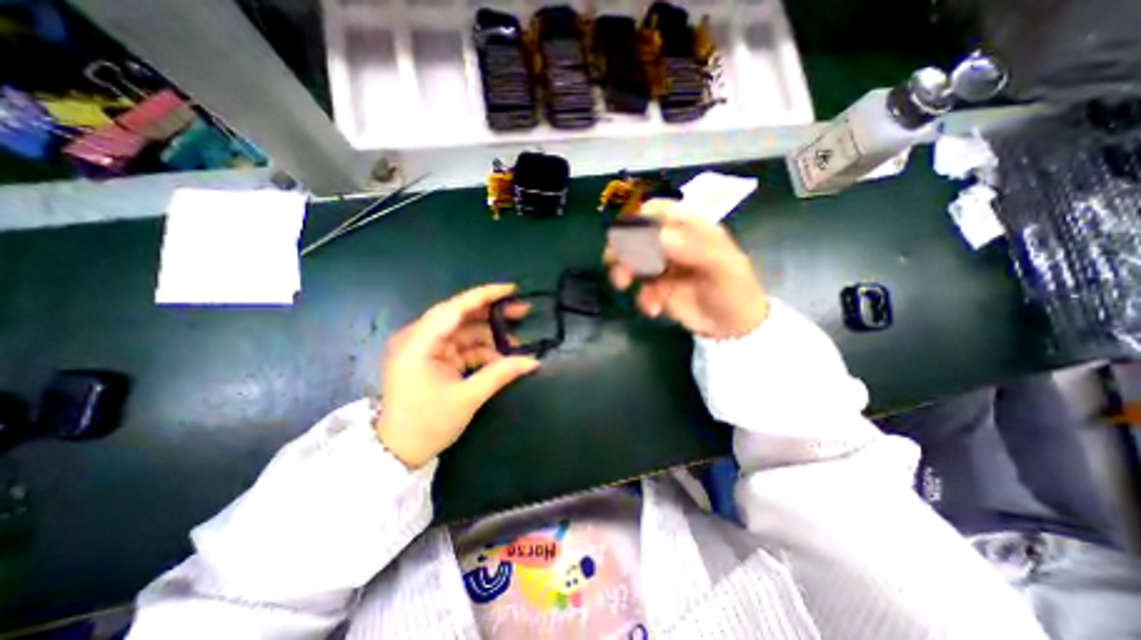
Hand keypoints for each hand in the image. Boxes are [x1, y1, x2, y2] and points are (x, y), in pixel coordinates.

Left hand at [374, 282, 536, 468]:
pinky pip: (462, 346)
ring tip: (516, 343)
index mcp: (418, 343)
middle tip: (522, 311)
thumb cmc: (427, 424)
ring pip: (464, 331)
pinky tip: (501, 357)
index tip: (511, 289)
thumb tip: (533, 361)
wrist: (398, 452)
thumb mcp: (467, 398)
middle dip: (492, 314)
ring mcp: (426, 348)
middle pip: (461, 315)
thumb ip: (500, 374)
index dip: (484, 296)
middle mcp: (419, 338)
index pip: (454, 308)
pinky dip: (482, 350)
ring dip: (490, 336)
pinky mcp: (433, 358)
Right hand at [606, 200, 766, 338]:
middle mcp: (672, 243)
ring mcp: (662, 266)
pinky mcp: (657, 288)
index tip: (626, 234)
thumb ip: (695, 248)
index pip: (658, 211)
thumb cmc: (735, 289)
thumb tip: (659, 236)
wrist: (733, 326)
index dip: (639, 218)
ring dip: (622, 270)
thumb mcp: (723, 266)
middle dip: (622, 247)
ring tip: (622, 284)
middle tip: (613, 261)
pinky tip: (654, 310)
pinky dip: (642, 299)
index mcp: (689, 228)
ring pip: (632, 261)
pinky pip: (640, 288)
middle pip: (637, 235)